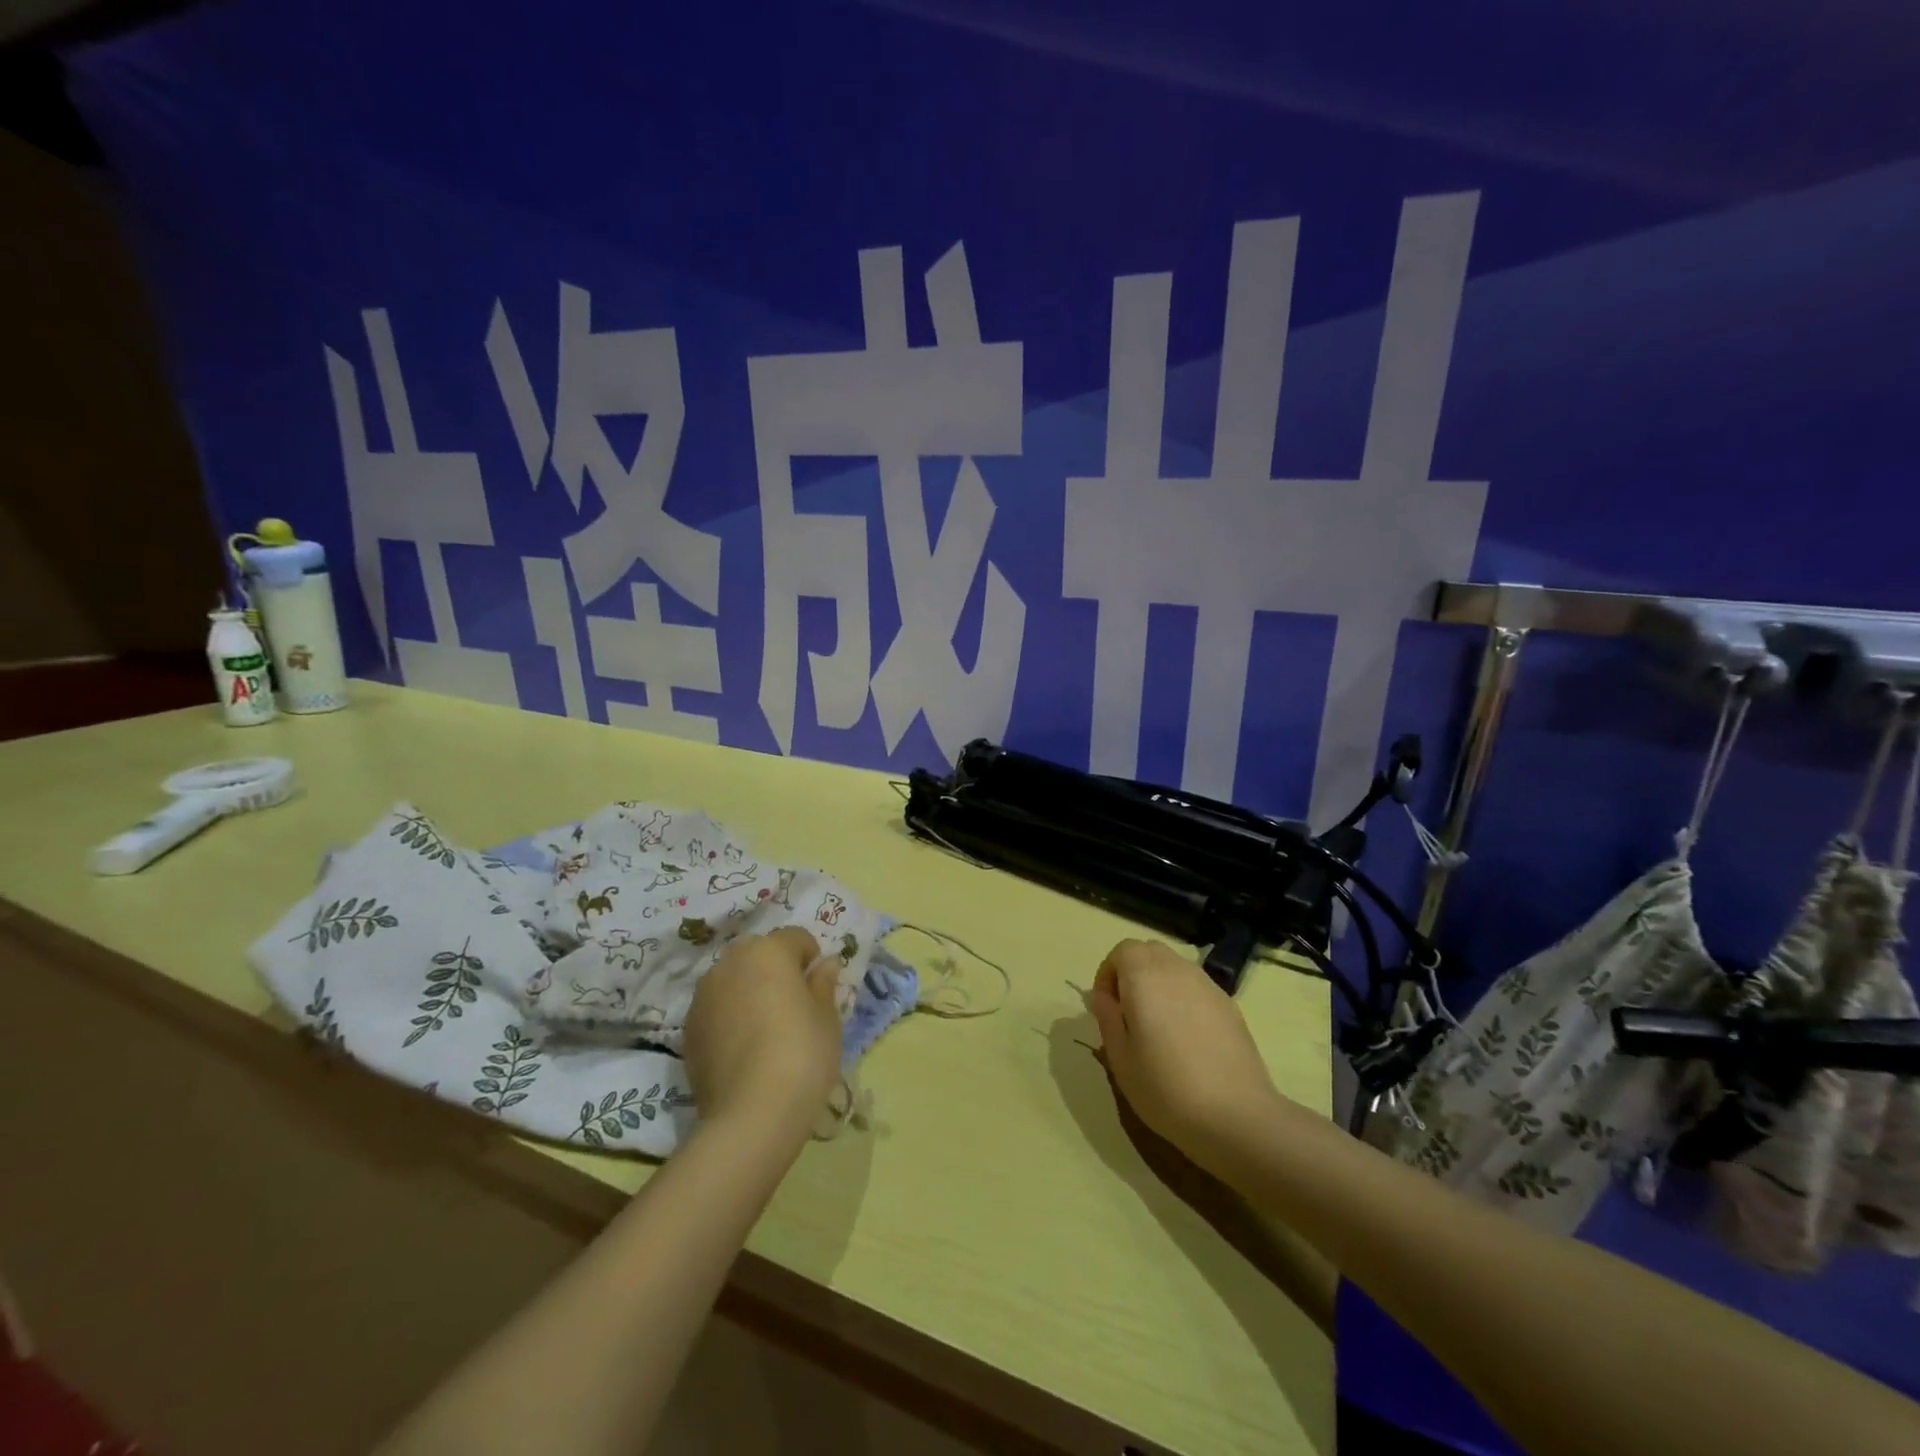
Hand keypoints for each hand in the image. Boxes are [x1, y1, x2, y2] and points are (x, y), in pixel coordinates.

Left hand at [683, 927, 839, 1144]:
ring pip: (734, 979)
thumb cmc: (802, 1054)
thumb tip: (825, 964)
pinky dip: (730, 1017)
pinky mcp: (688, 1027)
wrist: (751, 1115)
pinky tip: (744, 1049)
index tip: (818, 990)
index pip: (796, 938)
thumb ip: (823, 984)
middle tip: (793, 1007)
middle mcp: (731, 962)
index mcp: (769, 951)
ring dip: (750, 991)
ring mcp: (704, 995)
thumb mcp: (827, 1018)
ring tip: (765, 1030)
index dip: (811, 960)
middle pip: (760, 954)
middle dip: (776, 970)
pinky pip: (717, 1008)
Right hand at [1087, 938, 1282, 1169]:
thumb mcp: (1120, 1059)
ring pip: (1174, 966)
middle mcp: (1177, 970)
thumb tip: (1103, 996)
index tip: (1107, 1008)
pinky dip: (1184, 998)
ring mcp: (1208, 986)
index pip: (1122, 950)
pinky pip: (1197, 987)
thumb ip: (1107, 1018)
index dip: (1109, 973)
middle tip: (1129, 1013)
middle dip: (1133, 972)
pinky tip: (1188, 1038)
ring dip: (1159, 983)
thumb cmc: (1166, 1089)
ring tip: (1159, 1026)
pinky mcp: (1230, 1005)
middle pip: (1149, 951)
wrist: (1237, 1116)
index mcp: (1144, 977)